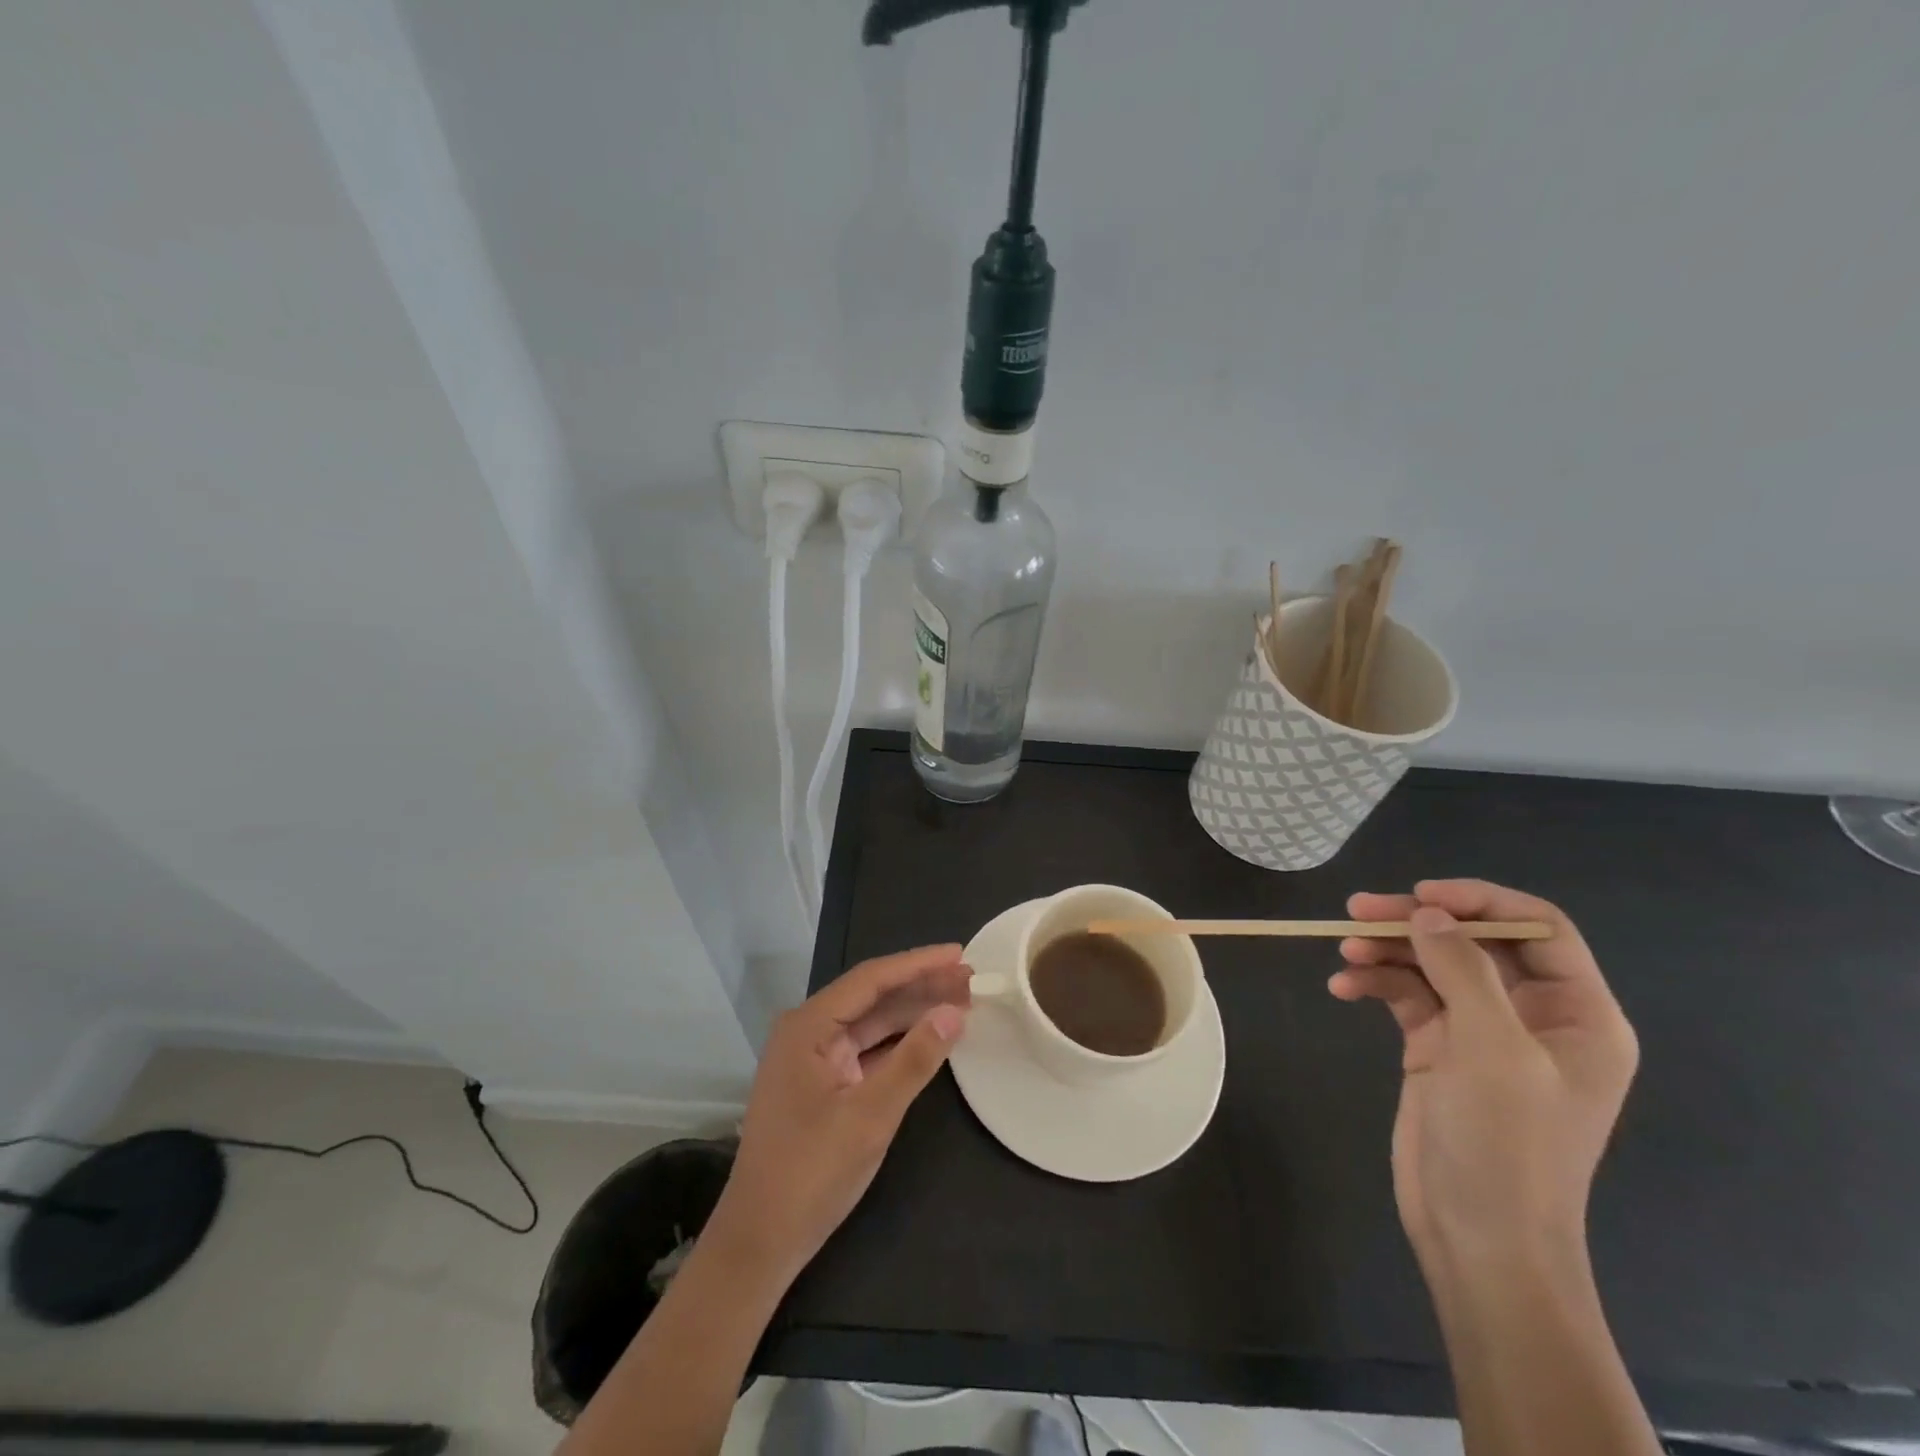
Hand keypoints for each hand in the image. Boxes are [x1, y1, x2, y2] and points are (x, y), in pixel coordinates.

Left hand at [705, 945, 970, 1287]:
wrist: (760, 1242)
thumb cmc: (811, 1173)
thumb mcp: (870, 1115)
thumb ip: (915, 1060)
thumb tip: (955, 1012)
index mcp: (808, 1026)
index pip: (871, 979)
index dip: (918, 963)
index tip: (959, 953)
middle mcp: (808, 1031)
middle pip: (873, 996)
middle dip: (921, 986)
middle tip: (970, 979)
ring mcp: (814, 1058)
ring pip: (872, 1022)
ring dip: (914, 1012)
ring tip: (961, 1001)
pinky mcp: (823, 1083)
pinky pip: (867, 1049)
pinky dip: (899, 1042)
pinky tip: (930, 1036)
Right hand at [1329, 880, 1637, 1272]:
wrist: (1479, 1237)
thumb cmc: (1507, 1145)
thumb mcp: (1492, 1050)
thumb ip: (1462, 970)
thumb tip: (1427, 912)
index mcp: (1578, 1014)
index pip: (1539, 929)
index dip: (1481, 901)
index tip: (1420, 896)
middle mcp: (1532, 1015)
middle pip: (1474, 941)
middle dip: (1416, 923)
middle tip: (1357, 911)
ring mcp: (1482, 1032)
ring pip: (1432, 964)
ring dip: (1387, 952)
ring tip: (1345, 953)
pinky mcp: (1439, 1048)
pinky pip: (1406, 996)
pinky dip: (1375, 984)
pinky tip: (1342, 988)